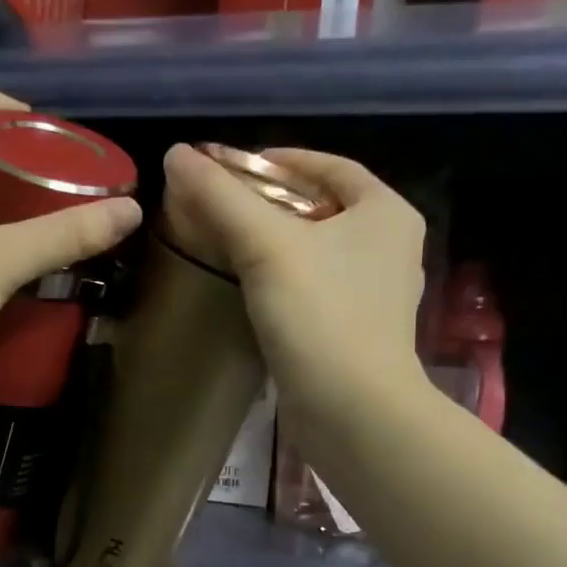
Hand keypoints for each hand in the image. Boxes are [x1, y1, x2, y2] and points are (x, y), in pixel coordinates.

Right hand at [161, 143, 426, 417]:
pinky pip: (314, 289)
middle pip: (321, 208)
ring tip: (226, 244)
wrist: (352, 411)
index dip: (277, 160)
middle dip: (270, 204)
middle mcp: (390, 247)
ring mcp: (375, 294)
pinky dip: (283, 281)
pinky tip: (249, 290)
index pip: (328, 166)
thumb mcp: (266, 247)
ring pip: (317, 252)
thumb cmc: (320, 316)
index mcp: (386, 212)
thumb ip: (222, 197)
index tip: (229, 168)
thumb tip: (176, 154)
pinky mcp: (356, 332)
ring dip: (275, 245)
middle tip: (219, 207)